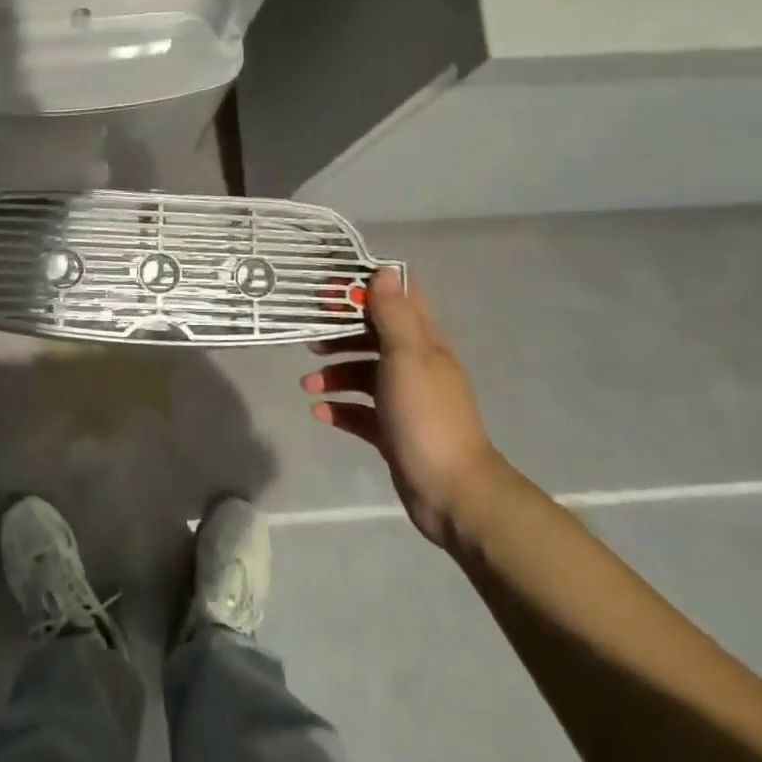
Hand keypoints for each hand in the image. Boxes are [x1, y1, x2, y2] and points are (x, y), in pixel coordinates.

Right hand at [301, 267, 502, 544]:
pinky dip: (340, 409)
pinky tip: (320, 412)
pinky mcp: (393, 432)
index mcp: (425, 345)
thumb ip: (392, 315)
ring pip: (364, 375)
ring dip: (335, 374)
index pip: (399, 302)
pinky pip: (360, 412)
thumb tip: (384, 270)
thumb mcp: (407, 357)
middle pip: (375, 338)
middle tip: (311, 339)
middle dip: (342, 335)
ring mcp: (405, 401)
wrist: (452, 491)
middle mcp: (416, 368)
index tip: (332, 290)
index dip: (368, 290)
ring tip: (309, 384)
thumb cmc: (426, 416)